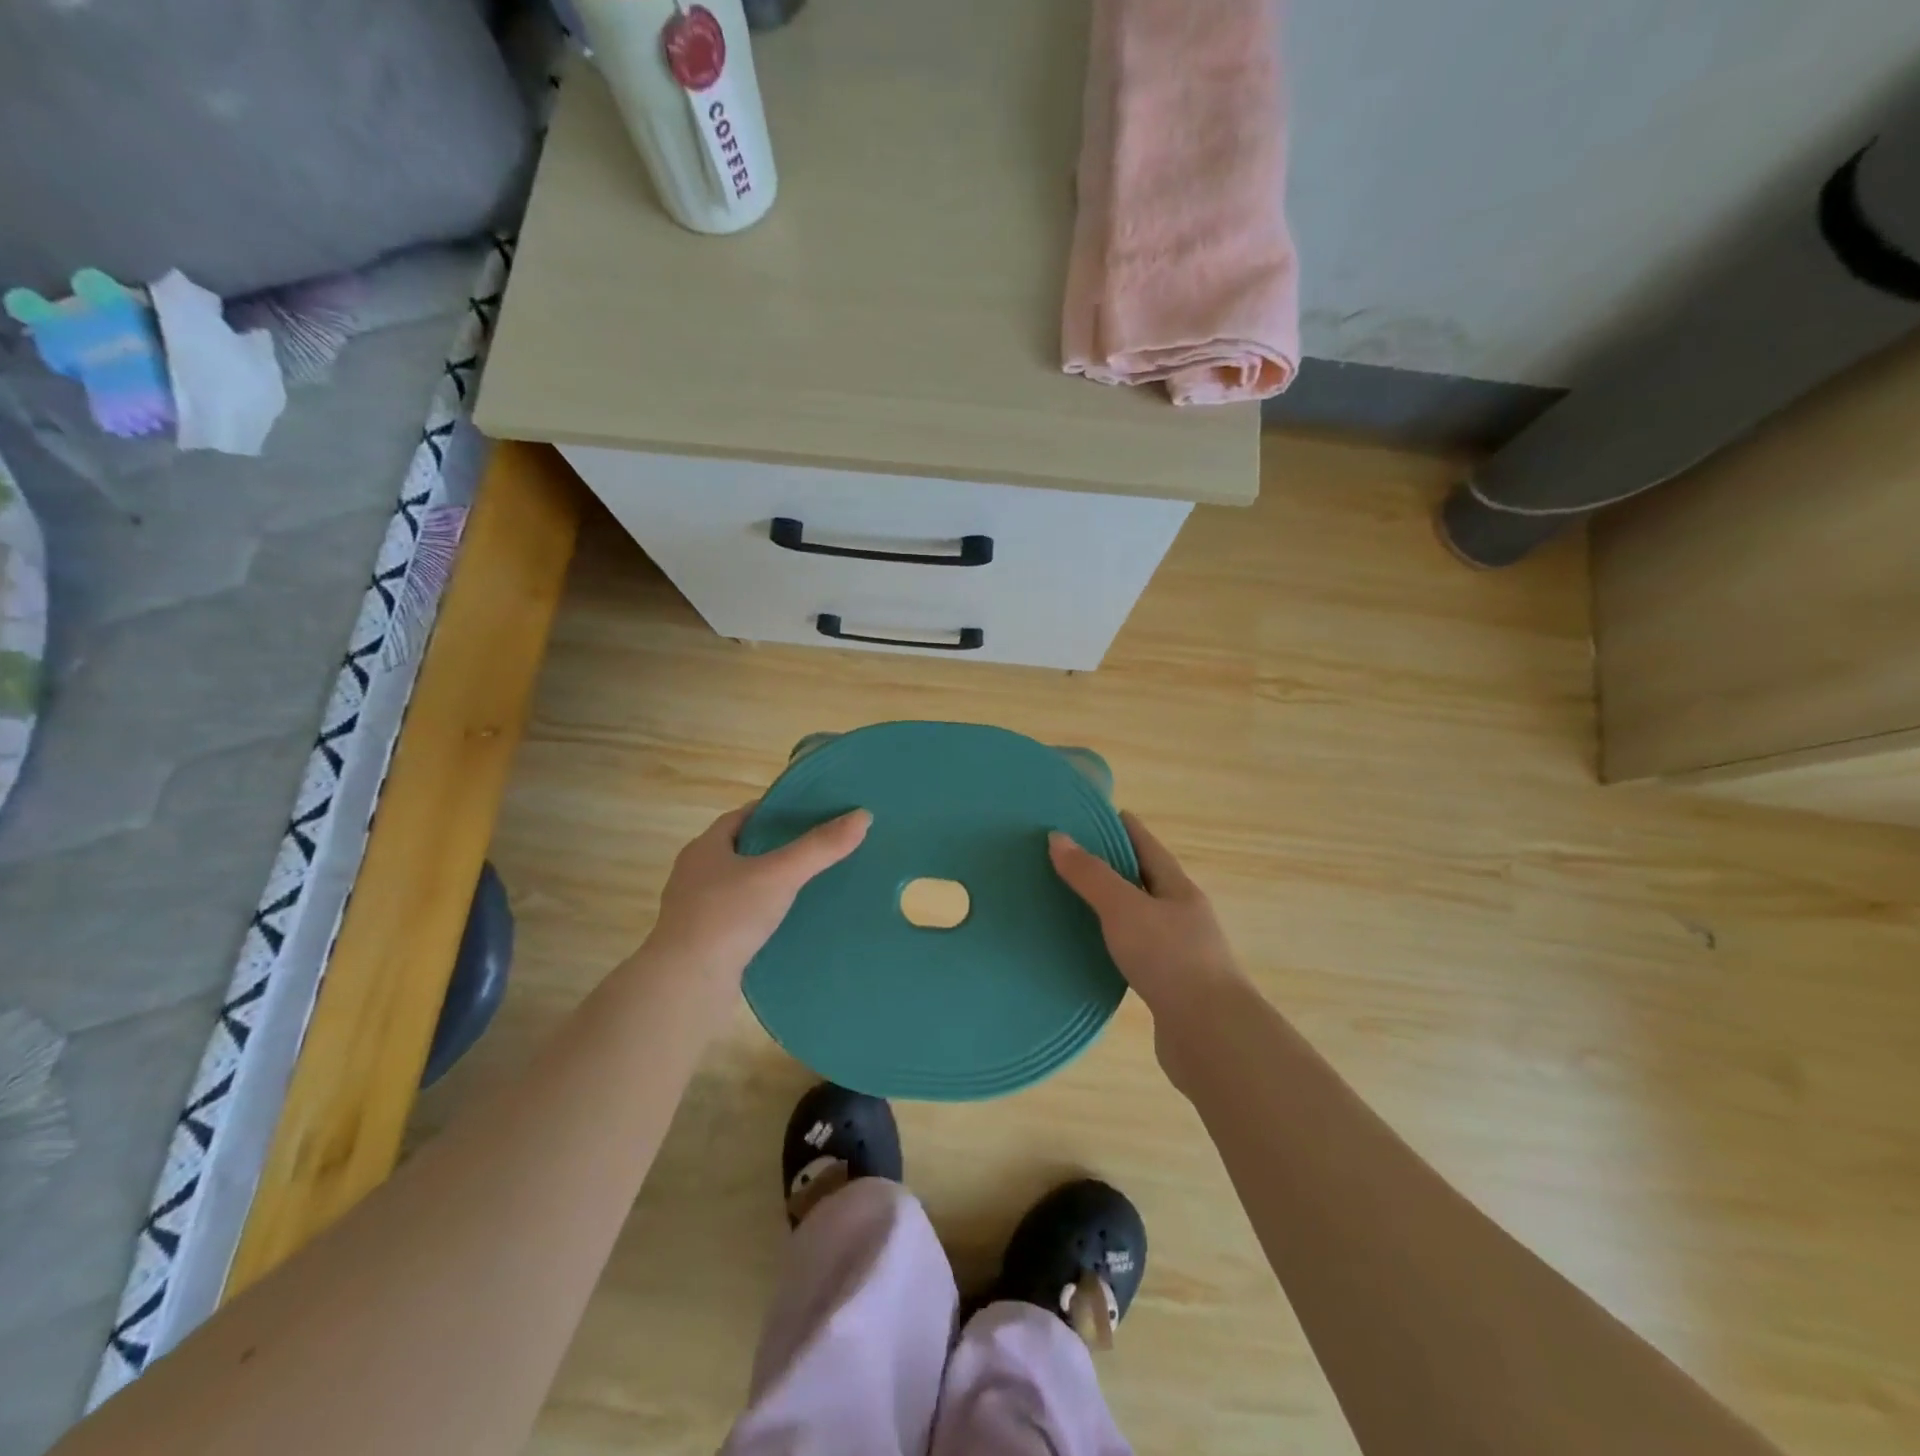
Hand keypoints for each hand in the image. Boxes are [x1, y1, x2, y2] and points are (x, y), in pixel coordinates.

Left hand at [651, 803, 870, 979]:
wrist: (687, 984)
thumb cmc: (728, 916)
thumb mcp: (780, 875)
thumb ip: (819, 847)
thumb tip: (863, 816)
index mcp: (705, 848)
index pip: (741, 816)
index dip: (773, 812)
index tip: (806, 814)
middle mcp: (695, 874)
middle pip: (740, 849)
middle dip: (773, 847)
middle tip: (812, 848)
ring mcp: (694, 910)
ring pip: (737, 885)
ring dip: (765, 882)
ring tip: (804, 885)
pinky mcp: (702, 941)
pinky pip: (736, 916)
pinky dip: (758, 913)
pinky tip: (783, 923)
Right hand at [1049, 812, 1242, 1021]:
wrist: (1210, 1036)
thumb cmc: (1170, 960)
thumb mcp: (1124, 909)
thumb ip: (1091, 875)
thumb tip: (1058, 837)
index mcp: (1178, 890)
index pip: (1148, 846)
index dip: (1125, 828)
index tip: (1098, 814)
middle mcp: (1183, 916)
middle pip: (1146, 881)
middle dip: (1115, 866)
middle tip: (1074, 856)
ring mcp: (1179, 953)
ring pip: (1141, 918)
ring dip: (1114, 907)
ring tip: (1076, 900)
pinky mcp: (1169, 986)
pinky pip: (1136, 952)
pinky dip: (1114, 943)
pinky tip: (1093, 950)